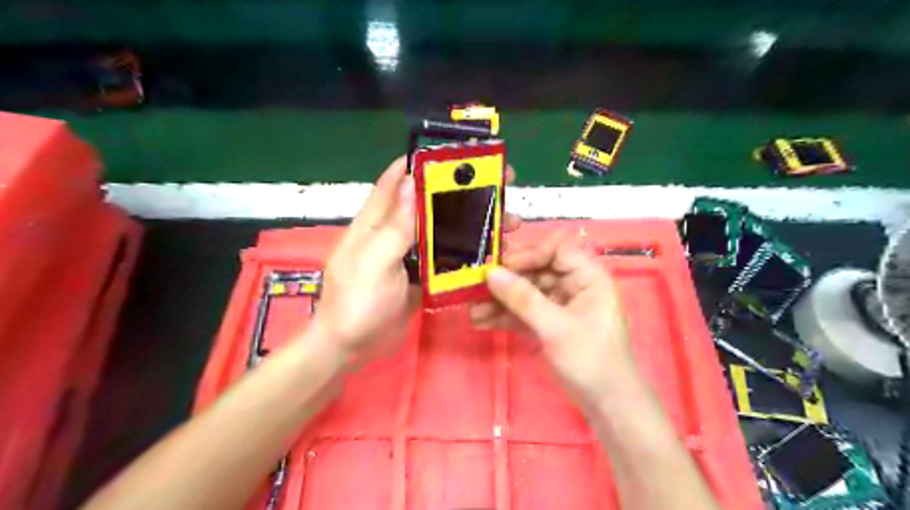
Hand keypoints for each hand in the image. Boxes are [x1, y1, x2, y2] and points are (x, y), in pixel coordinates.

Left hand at [318, 157, 523, 363]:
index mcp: (375, 222)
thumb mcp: (374, 262)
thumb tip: (412, 182)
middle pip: (428, 205)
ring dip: (469, 225)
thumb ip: (394, 226)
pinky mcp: (419, 277)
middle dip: (460, 195)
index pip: (396, 182)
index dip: (420, 163)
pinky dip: (465, 253)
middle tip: (498, 189)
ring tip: (506, 224)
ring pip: (441, 232)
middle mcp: (393, 233)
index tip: (455, 154)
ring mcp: (408, 256)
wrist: (350, 349)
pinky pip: (445, 259)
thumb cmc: (356, 303)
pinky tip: (490, 253)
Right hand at [473, 230, 634, 409]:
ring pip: (525, 292)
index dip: (530, 253)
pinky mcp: (547, 323)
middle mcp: (573, 285)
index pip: (557, 249)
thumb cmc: (590, 360)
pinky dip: (503, 316)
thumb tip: (491, 273)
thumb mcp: (556, 328)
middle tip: (478, 286)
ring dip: (500, 300)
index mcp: (587, 277)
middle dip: (507, 280)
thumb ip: (523, 299)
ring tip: (472, 308)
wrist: (605, 404)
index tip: (503, 266)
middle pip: (536, 270)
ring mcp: (558, 304)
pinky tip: (480, 321)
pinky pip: (523, 311)